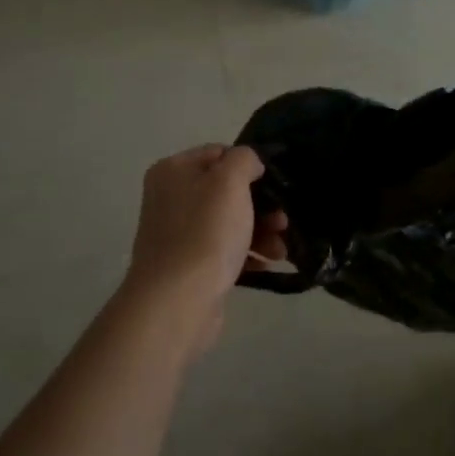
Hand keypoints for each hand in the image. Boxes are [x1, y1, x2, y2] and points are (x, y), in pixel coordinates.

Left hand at [123, 145, 287, 353]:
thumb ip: (244, 159)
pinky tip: (266, 264)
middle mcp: (170, 198)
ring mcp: (177, 233)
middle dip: (261, 205)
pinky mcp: (188, 265)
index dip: (249, 166)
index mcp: (173, 171)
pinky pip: (223, 249)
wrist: (176, 302)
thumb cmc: (205, 233)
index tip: (274, 185)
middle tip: (283, 221)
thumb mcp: (230, 181)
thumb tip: (250, 165)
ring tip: (280, 250)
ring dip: (260, 231)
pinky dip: (246, 253)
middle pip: (226, 191)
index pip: (219, 153)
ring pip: (229, 221)